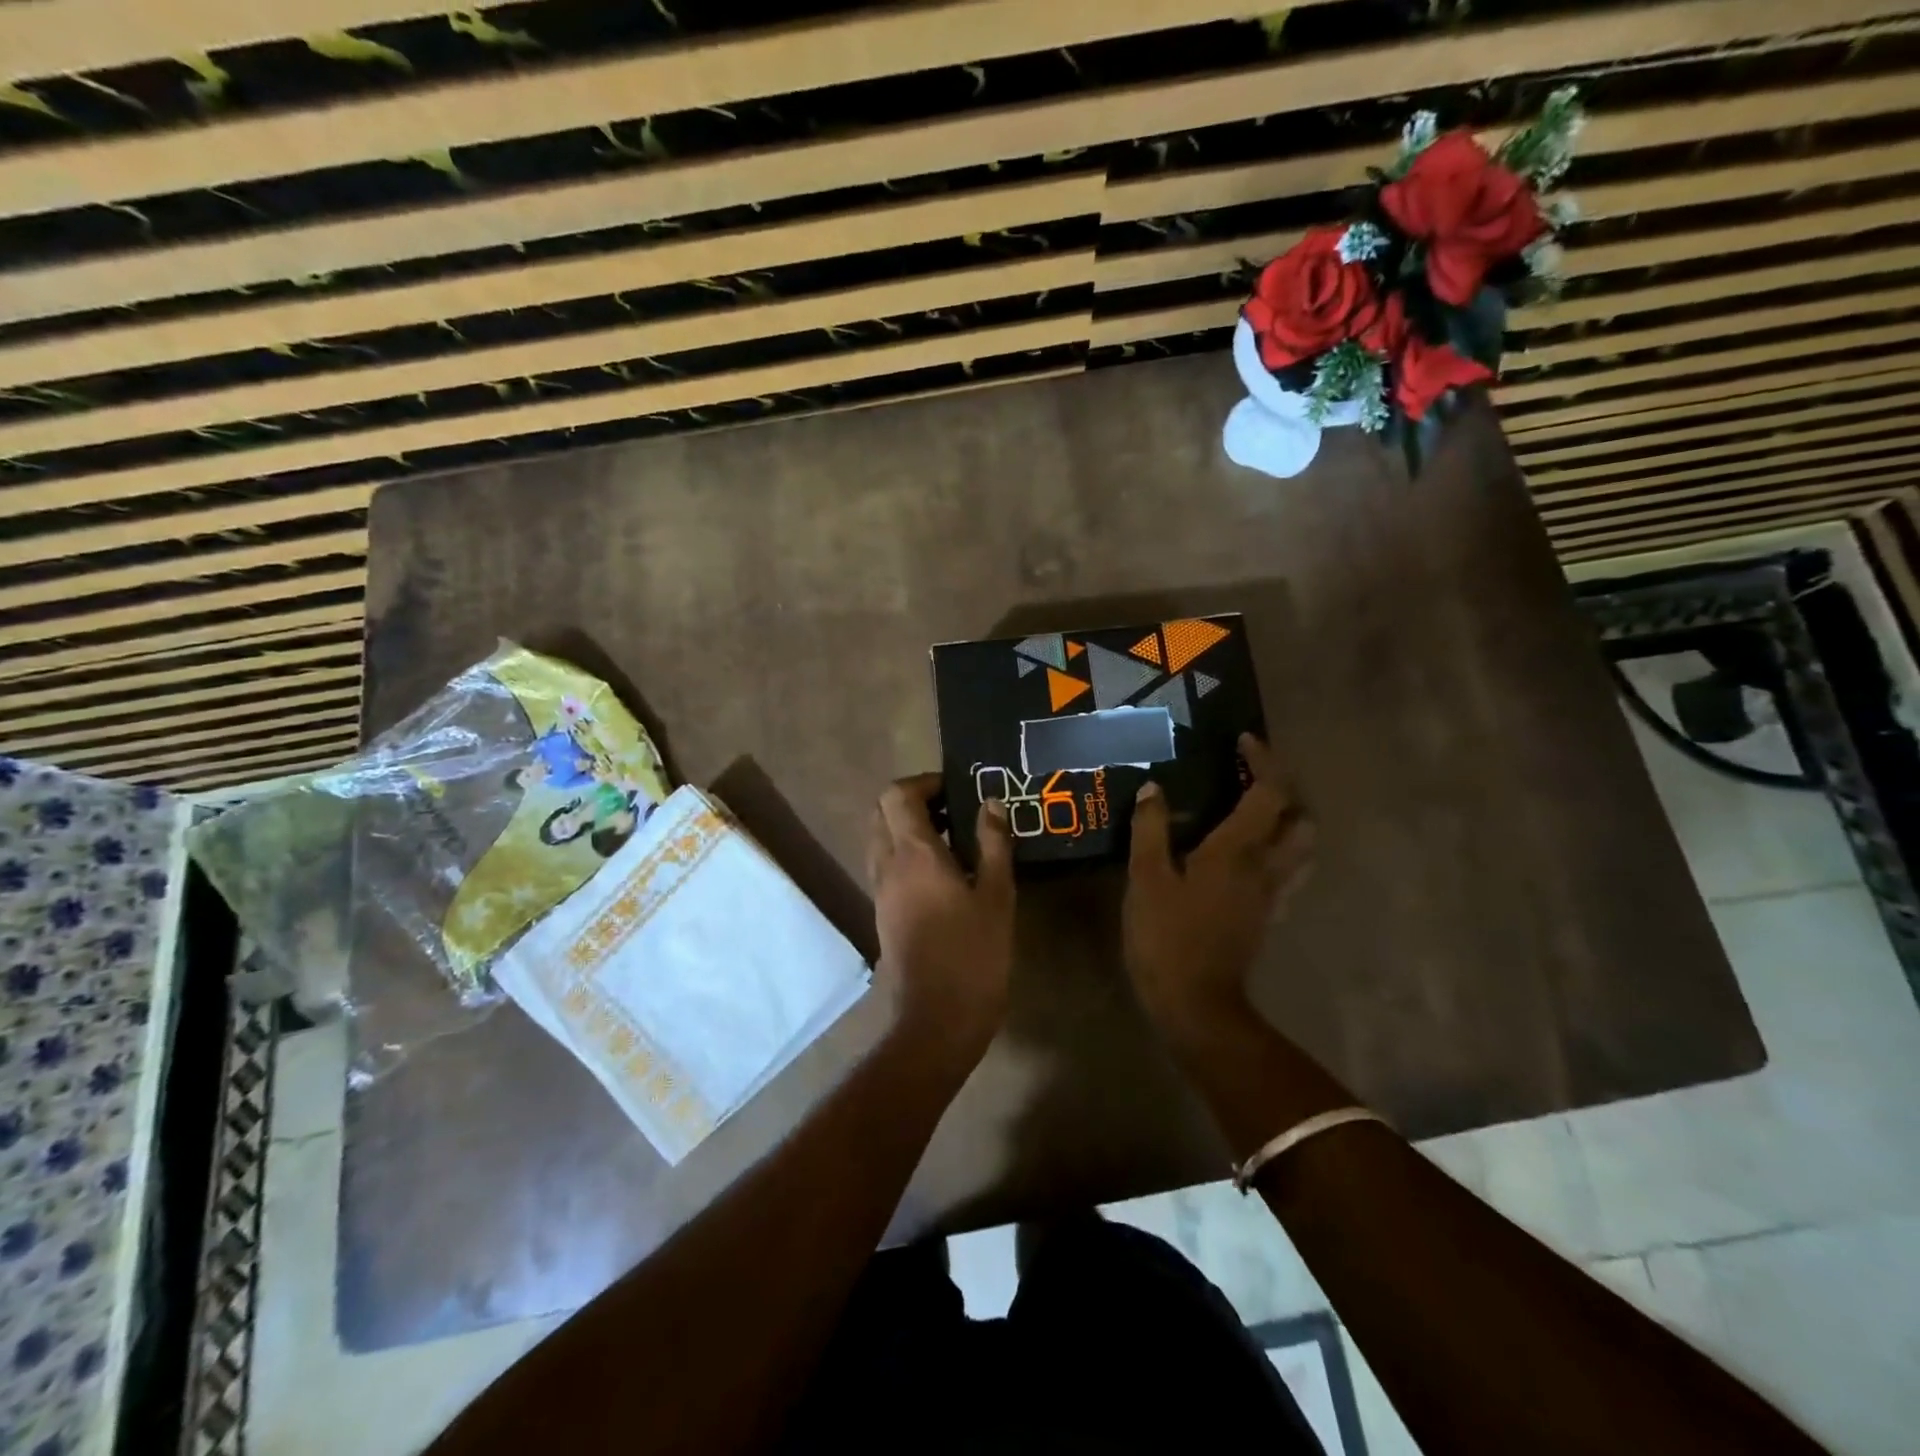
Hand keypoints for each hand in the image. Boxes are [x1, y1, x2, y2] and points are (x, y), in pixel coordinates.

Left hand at [867, 774, 1015, 1060]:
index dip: (923, 782)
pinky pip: (886, 864)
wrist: (937, 1019)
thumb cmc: (973, 954)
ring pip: (880, 838)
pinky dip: (905, 852)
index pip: (896, 794)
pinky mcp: (882, 912)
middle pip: (881, 811)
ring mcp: (880, 890)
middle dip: (913, 800)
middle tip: (954, 810)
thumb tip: (990, 803)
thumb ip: (993, 843)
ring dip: (908, 827)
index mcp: (913, 854)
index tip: (956, 790)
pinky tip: (943, 873)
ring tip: (953, 840)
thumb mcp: (997, 896)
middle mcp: (887, 865)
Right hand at [1124, 735, 1315, 1036]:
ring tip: (1251, 813)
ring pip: (1301, 849)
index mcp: (1238, 851)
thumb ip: (1150, 829)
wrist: (1195, 1003)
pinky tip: (1245, 857)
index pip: (1270, 793)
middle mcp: (1266, 868)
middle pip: (1301, 820)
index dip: (1263, 761)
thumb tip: (1154, 789)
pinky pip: (1286, 874)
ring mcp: (1271, 895)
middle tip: (1250, 779)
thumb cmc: (1167, 936)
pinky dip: (1276, 853)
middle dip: (1284, 791)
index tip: (1243, 741)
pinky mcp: (1266, 917)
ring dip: (1286, 822)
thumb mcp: (1146, 878)